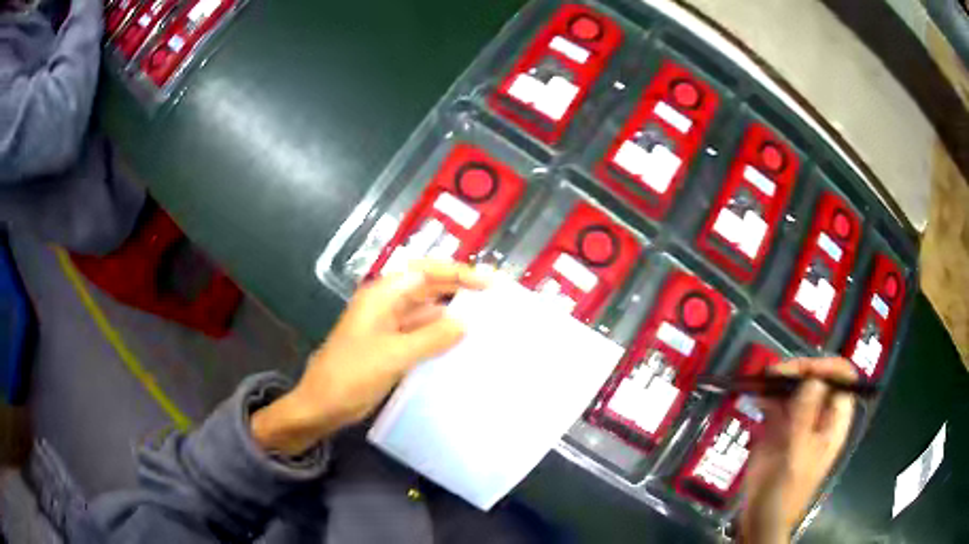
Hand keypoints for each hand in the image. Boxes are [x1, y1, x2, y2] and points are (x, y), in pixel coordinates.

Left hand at [251, 260, 489, 454]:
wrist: (322, 404)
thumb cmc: (351, 375)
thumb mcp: (393, 355)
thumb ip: (431, 338)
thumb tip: (465, 323)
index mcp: (383, 295)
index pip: (426, 272)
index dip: (459, 273)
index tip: (490, 284)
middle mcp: (387, 304)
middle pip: (429, 288)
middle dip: (460, 290)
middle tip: (495, 300)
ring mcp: (389, 326)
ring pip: (427, 313)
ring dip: (453, 316)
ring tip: (486, 323)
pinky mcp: (392, 346)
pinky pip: (422, 334)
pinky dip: (442, 337)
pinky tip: (463, 346)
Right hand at [739, 357, 857, 542]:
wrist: (761, 518)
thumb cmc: (786, 491)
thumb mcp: (798, 455)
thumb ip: (806, 417)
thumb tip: (814, 379)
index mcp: (833, 422)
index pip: (842, 380)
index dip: (827, 368)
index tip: (804, 371)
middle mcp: (819, 415)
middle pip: (818, 379)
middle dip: (800, 371)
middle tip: (777, 374)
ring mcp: (799, 421)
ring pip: (796, 388)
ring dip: (781, 380)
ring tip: (763, 379)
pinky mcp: (779, 428)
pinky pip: (776, 403)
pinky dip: (767, 395)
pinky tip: (756, 394)